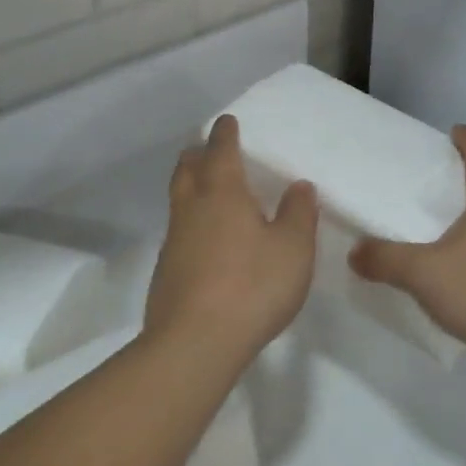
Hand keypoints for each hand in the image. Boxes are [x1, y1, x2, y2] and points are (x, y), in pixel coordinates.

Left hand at [144, 115, 318, 363]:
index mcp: (223, 194)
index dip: (225, 134)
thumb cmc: (252, 287)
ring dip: (189, 185)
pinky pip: (178, 231)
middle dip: (197, 154)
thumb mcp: (293, 249)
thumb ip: (298, 213)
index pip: (221, 151)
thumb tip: (299, 186)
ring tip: (206, 189)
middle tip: (208, 148)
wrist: (194, 344)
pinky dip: (190, 221)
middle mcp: (192, 209)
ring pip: (178, 199)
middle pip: (187, 169)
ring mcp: (174, 241)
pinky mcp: (166, 272)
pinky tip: (205, 240)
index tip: (227, 121)